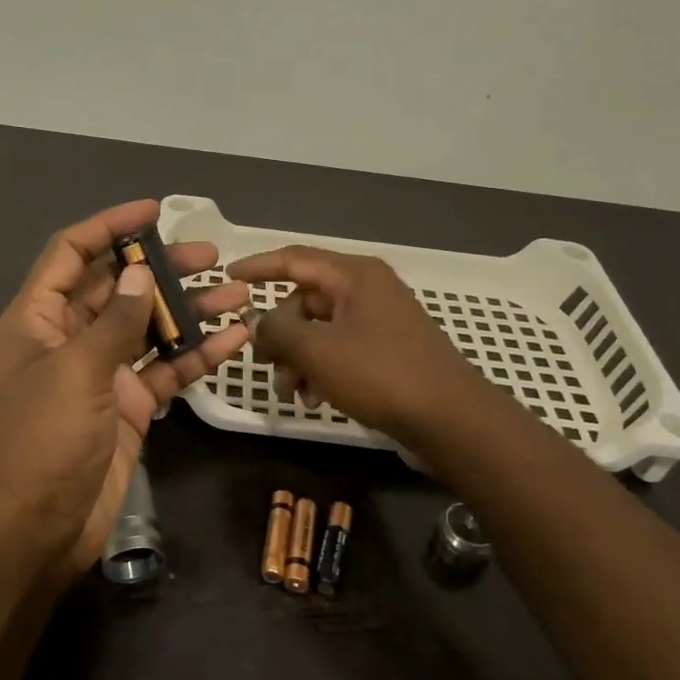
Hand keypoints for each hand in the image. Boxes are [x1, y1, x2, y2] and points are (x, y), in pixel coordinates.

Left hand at [0, 199, 250, 585]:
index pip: (70, 254)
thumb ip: (114, 321)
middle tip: (211, 254)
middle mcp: (68, 338)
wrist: (41, 527)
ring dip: (189, 308)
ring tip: (238, 291)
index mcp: (37, 319)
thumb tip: (140, 275)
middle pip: (116, 287)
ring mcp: (101, 372)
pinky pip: (165, 368)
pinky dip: (197, 353)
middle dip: (161, 268)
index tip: (152, 211)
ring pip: (148, 327)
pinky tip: (235, 338)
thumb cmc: (45, 440)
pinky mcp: (129, 404)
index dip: (107, 227)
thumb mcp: (77, 372)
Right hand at [225, 246, 486, 443]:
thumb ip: (276, 330)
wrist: (452, 421)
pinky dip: (321, 370)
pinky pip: (340, 349)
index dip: (258, 266)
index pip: (294, 258)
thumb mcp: (317, 351)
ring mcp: (380, 321)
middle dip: (281, 334)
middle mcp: (368, 290)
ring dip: (298, 359)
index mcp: (354, 276)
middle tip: (268, 365)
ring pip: (320, 329)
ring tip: (292, 394)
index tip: (227, 276)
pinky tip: (316, 400)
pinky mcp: (388, 350)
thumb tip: (257, 322)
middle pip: (305, 300)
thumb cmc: (381, 375)